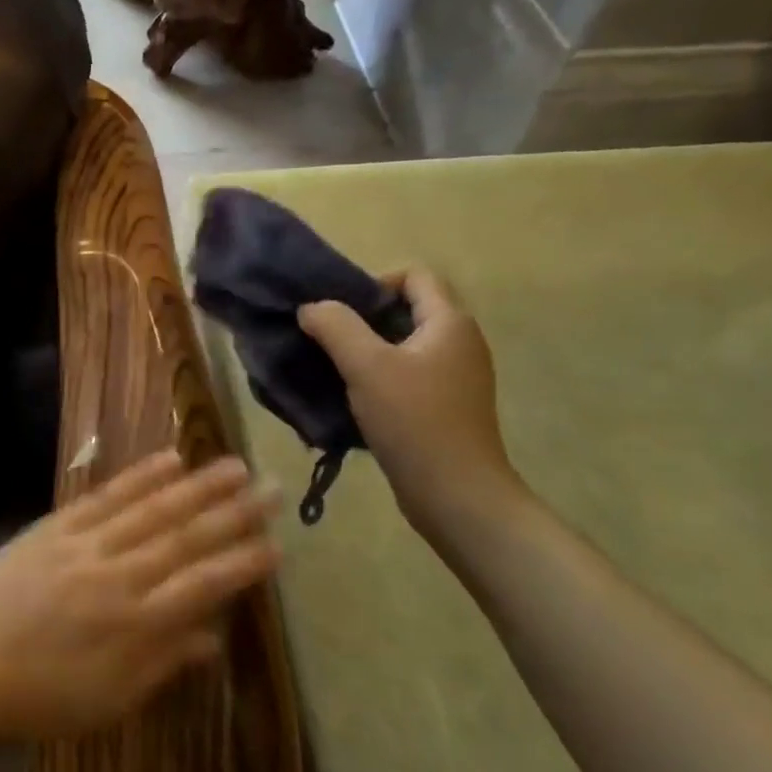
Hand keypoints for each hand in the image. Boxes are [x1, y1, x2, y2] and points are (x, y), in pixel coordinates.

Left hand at [0, 451, 280, 744]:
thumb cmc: (37, 699)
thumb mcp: (108, 701)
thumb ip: (163, 664)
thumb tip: (214, 637)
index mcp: (136, 624)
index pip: (204, 585)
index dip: (243, 563)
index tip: (278, 543)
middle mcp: (119, 575)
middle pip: (185, 537)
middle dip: (234, 512)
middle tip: (273, 488)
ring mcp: (85, 544)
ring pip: (152, 508)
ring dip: (197, 485)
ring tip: (233, 465)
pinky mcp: (56, 526)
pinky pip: (105, 496)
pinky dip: (139, 476)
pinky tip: (167, 460)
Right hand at [299, 268, 529, 543]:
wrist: (457, 495)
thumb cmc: (414, 421)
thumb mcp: (366, 366)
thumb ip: (336, 326)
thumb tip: (311, 307)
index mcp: (450, 322)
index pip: (416, 275)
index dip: (375, 282)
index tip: (342, 312)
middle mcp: (460, 342)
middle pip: (408, 309)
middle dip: (364, 319)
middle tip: (329, 340)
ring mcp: (457, 377)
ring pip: (405, 346)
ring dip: (368, 351)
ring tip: (335, 370)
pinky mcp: (447, 407)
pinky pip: (409, 376)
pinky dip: (381, 378)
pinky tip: (356, 400)